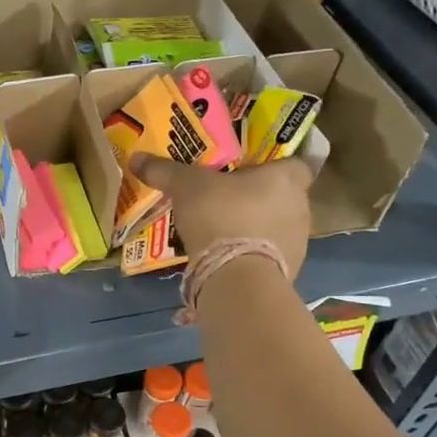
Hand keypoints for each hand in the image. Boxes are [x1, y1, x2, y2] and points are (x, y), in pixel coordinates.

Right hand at [130, 154, 312, 279]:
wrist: (237, 278)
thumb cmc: (221, 216)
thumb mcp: (187, 187)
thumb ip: (165, 171)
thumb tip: (136, 158)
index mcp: (287, 179)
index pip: (296, 163)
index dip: (275, 165)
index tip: (251, 169)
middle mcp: (301, 208)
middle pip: (284, 196)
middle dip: (259, 197)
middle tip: (228, 197)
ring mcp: (298, 243)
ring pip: (277, 226)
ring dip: (257, 227)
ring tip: (224, 230)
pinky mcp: (288, 272)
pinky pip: (269, 255)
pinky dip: (253, 254)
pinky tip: (228, 257)